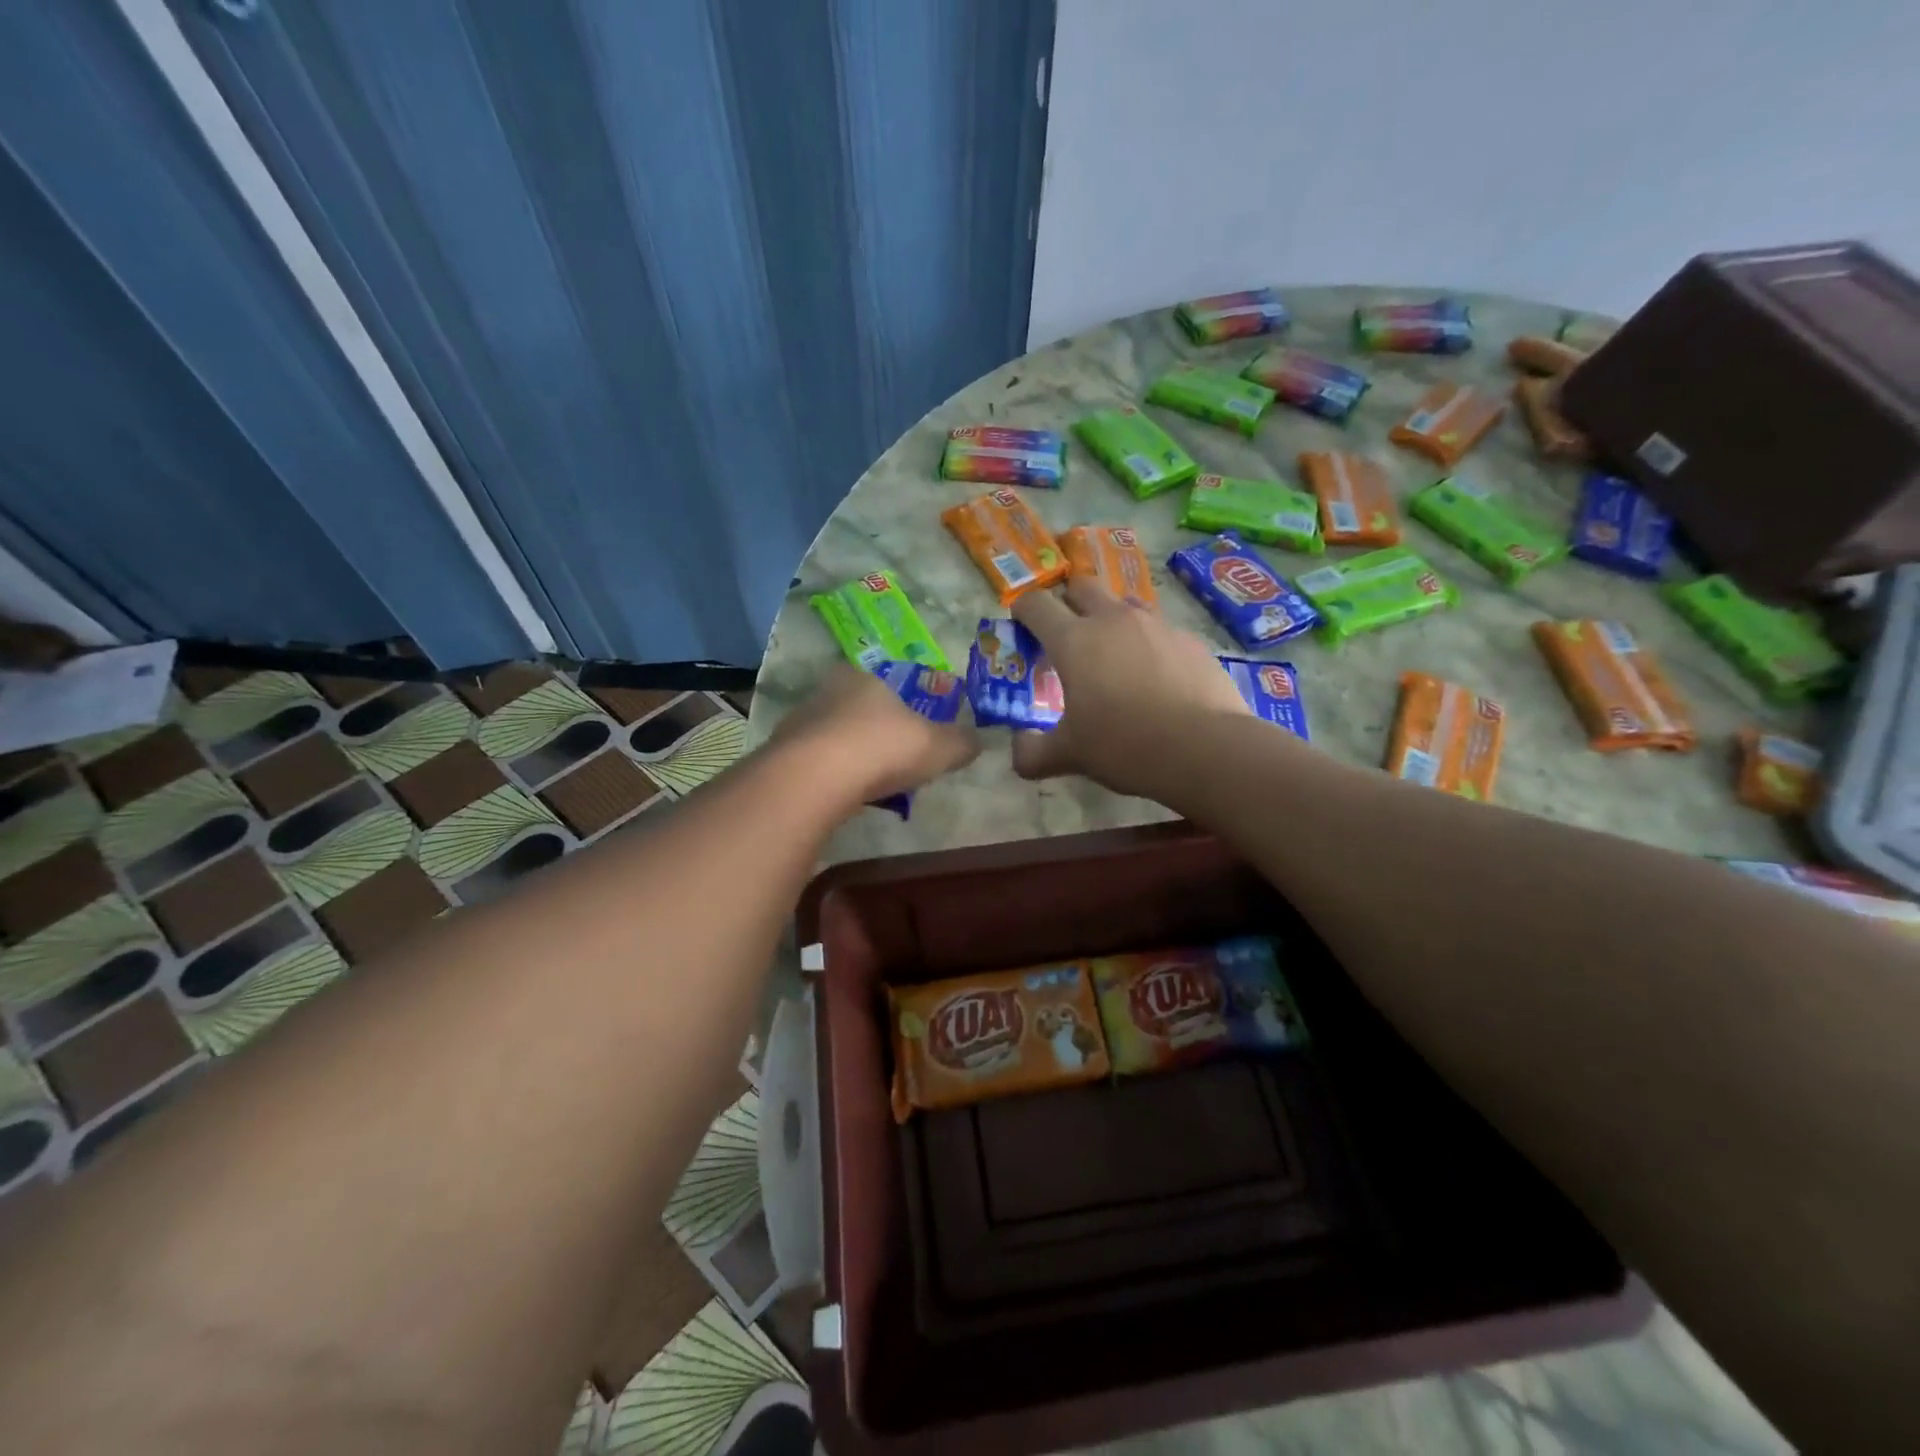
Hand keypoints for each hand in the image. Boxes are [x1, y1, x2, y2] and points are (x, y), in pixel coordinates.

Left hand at [773, 664, 979, 806]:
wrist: (814, 778)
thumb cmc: (883, 748)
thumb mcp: (938, 747)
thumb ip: (960, 742)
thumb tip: (978, 741)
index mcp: (864, 678)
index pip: (884, 686)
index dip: (899, 709)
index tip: (910, 735)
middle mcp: (827, 692)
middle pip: (855, 711)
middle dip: (872, 734)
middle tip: (891, 763)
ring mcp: (798, 722)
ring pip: (830, 737)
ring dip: (847, 758)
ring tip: (867, 786)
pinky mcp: (779, 755)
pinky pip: (811, 764)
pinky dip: (827, 778)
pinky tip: (840, 798)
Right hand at [1010, 577, 1250, 797]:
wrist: (1206, 748)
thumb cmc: (1125, 745)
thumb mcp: (1070, 756)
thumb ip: (1034, 753)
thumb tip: (1019, 750)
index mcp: (1074, 640)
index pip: (1036, 604)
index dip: (1023, 610)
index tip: (1021, 624)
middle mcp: (1113, 620)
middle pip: (1082, 586)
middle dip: (1068, 601)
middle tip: (1067, 635)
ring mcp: (1156, 625)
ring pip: (1124, 604)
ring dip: (1110, 620)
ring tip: (1113, 656)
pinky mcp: (1190, 640)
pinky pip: (1159, 630)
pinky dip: (1148, 645)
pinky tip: (1156, 678)